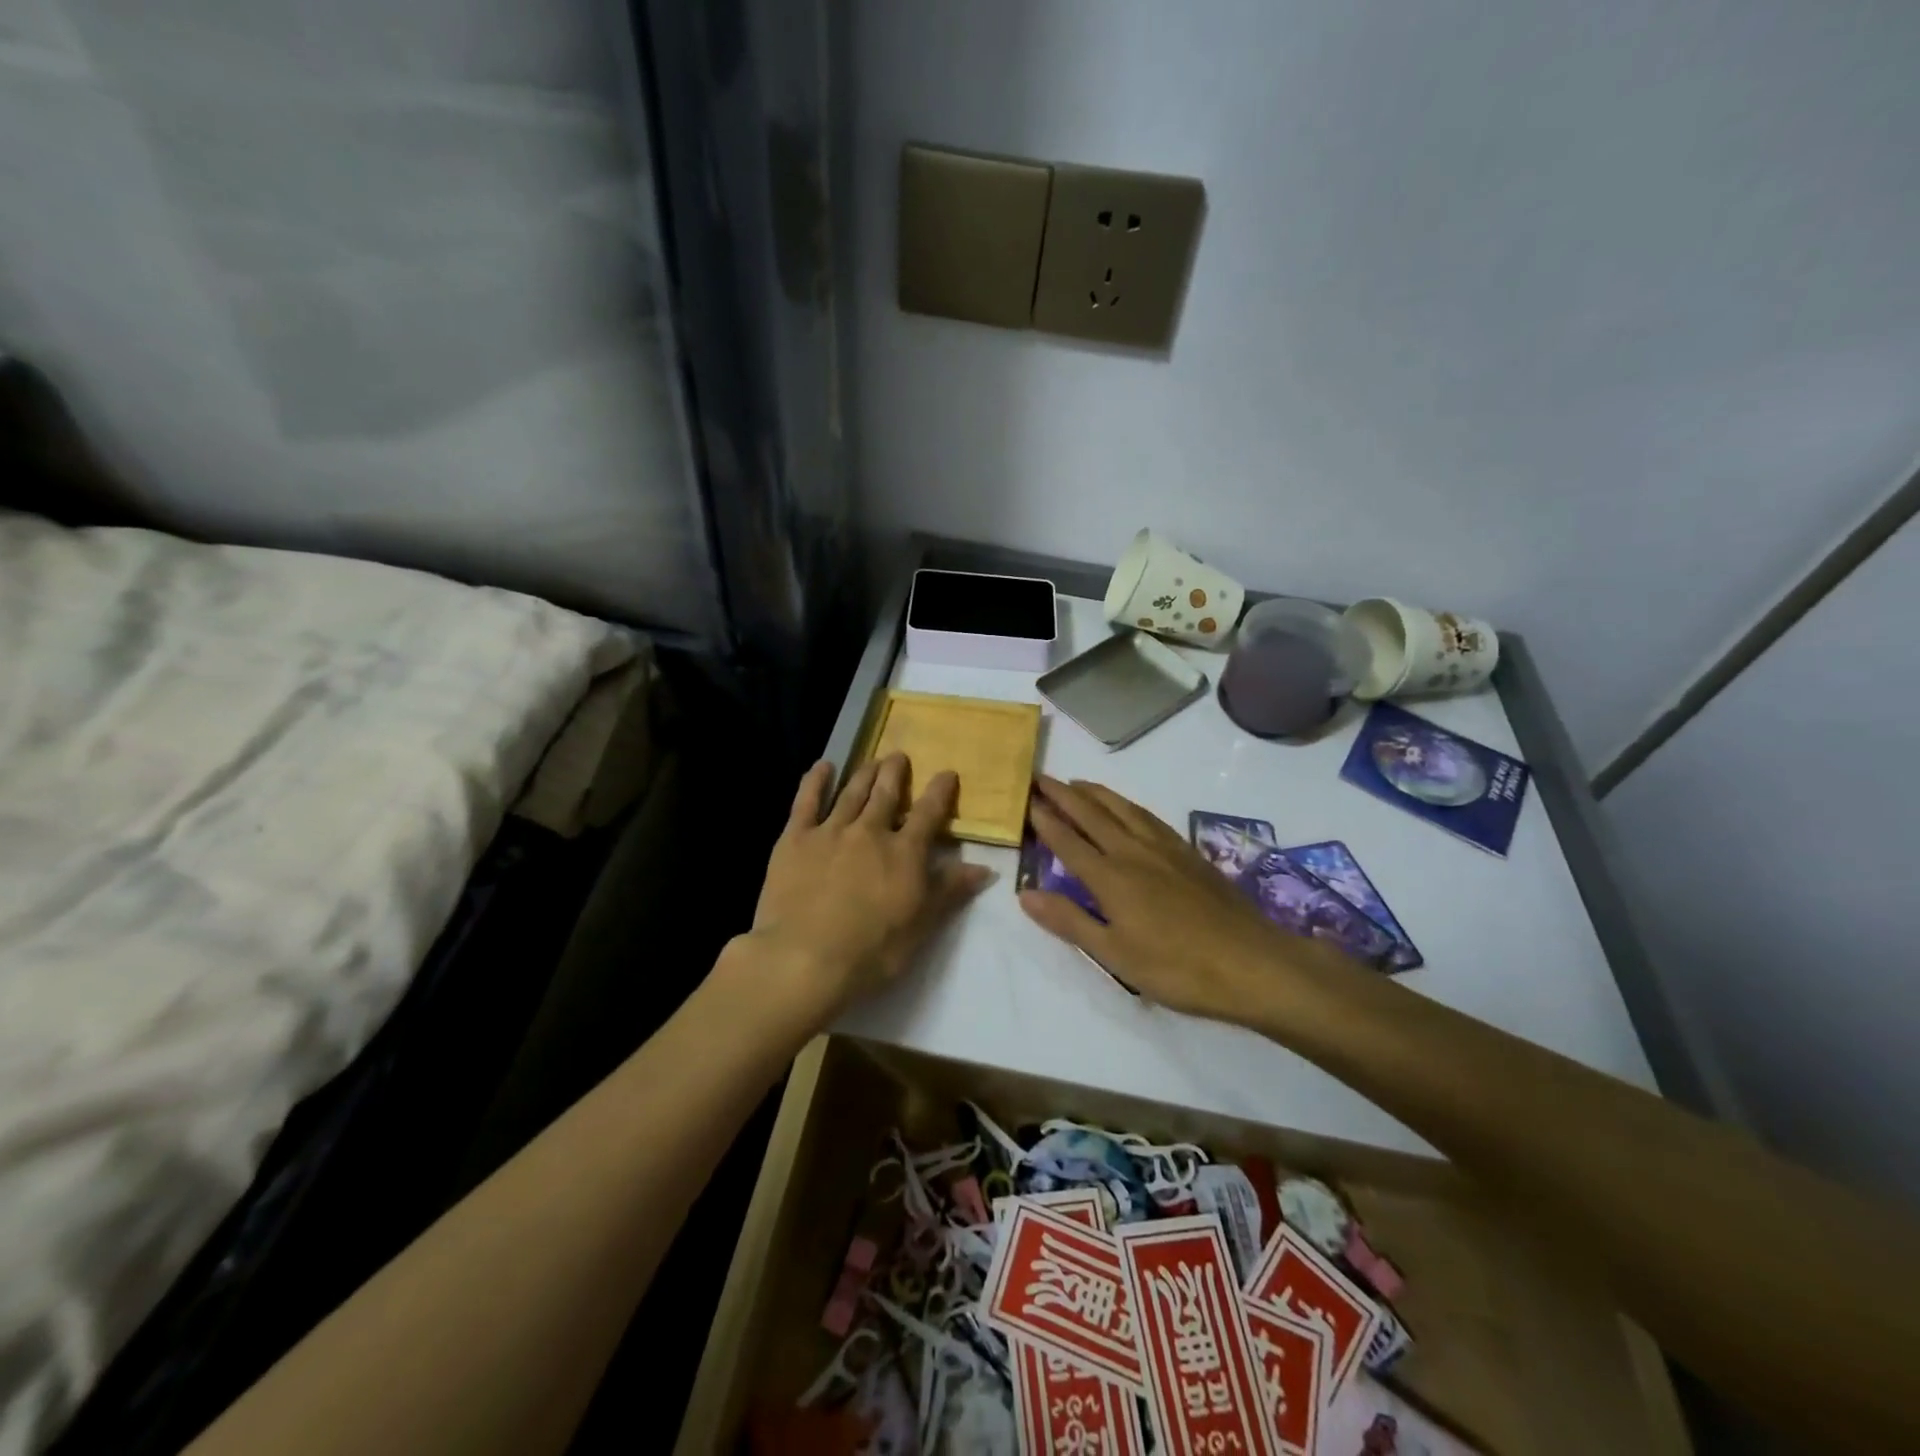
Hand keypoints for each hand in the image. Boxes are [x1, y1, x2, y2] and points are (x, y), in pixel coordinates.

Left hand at [737, 754, 992, 1028]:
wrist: (804, 959)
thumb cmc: (871, 951)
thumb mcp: (921, 926)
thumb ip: (950, 891)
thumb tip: (985, 868)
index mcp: (905, 853)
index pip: (929, 813)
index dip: (940, 791)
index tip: (947, 773)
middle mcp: (870, 831)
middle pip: (886, 793)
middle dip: (895, 772)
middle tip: (899, 756)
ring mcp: (830, 832)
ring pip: (852, 792)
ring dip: (864, 773)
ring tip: (872, 760)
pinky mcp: (795, 839)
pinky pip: (806, 802)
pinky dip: (816, 781)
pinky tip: (823, 767)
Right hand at [1018, 776, 1351, 1022]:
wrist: (1253, 963)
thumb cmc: (1178, 968)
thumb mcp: (1115, 954)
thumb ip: (1069, 920)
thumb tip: (1025, 894)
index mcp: (1111, 877)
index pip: (1068, 841)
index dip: (1045, 820)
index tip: (1026, 800)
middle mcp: (1133, 852)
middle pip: (1092, 814)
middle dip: (1064, 795)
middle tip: (1041, 778)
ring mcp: (1165, 849)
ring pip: (1123, 808)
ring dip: (1096, 793)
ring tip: (1077, 783)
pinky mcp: (1189, 853)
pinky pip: (1149, 816)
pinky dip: (1128, 804)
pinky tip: (1128, 807)